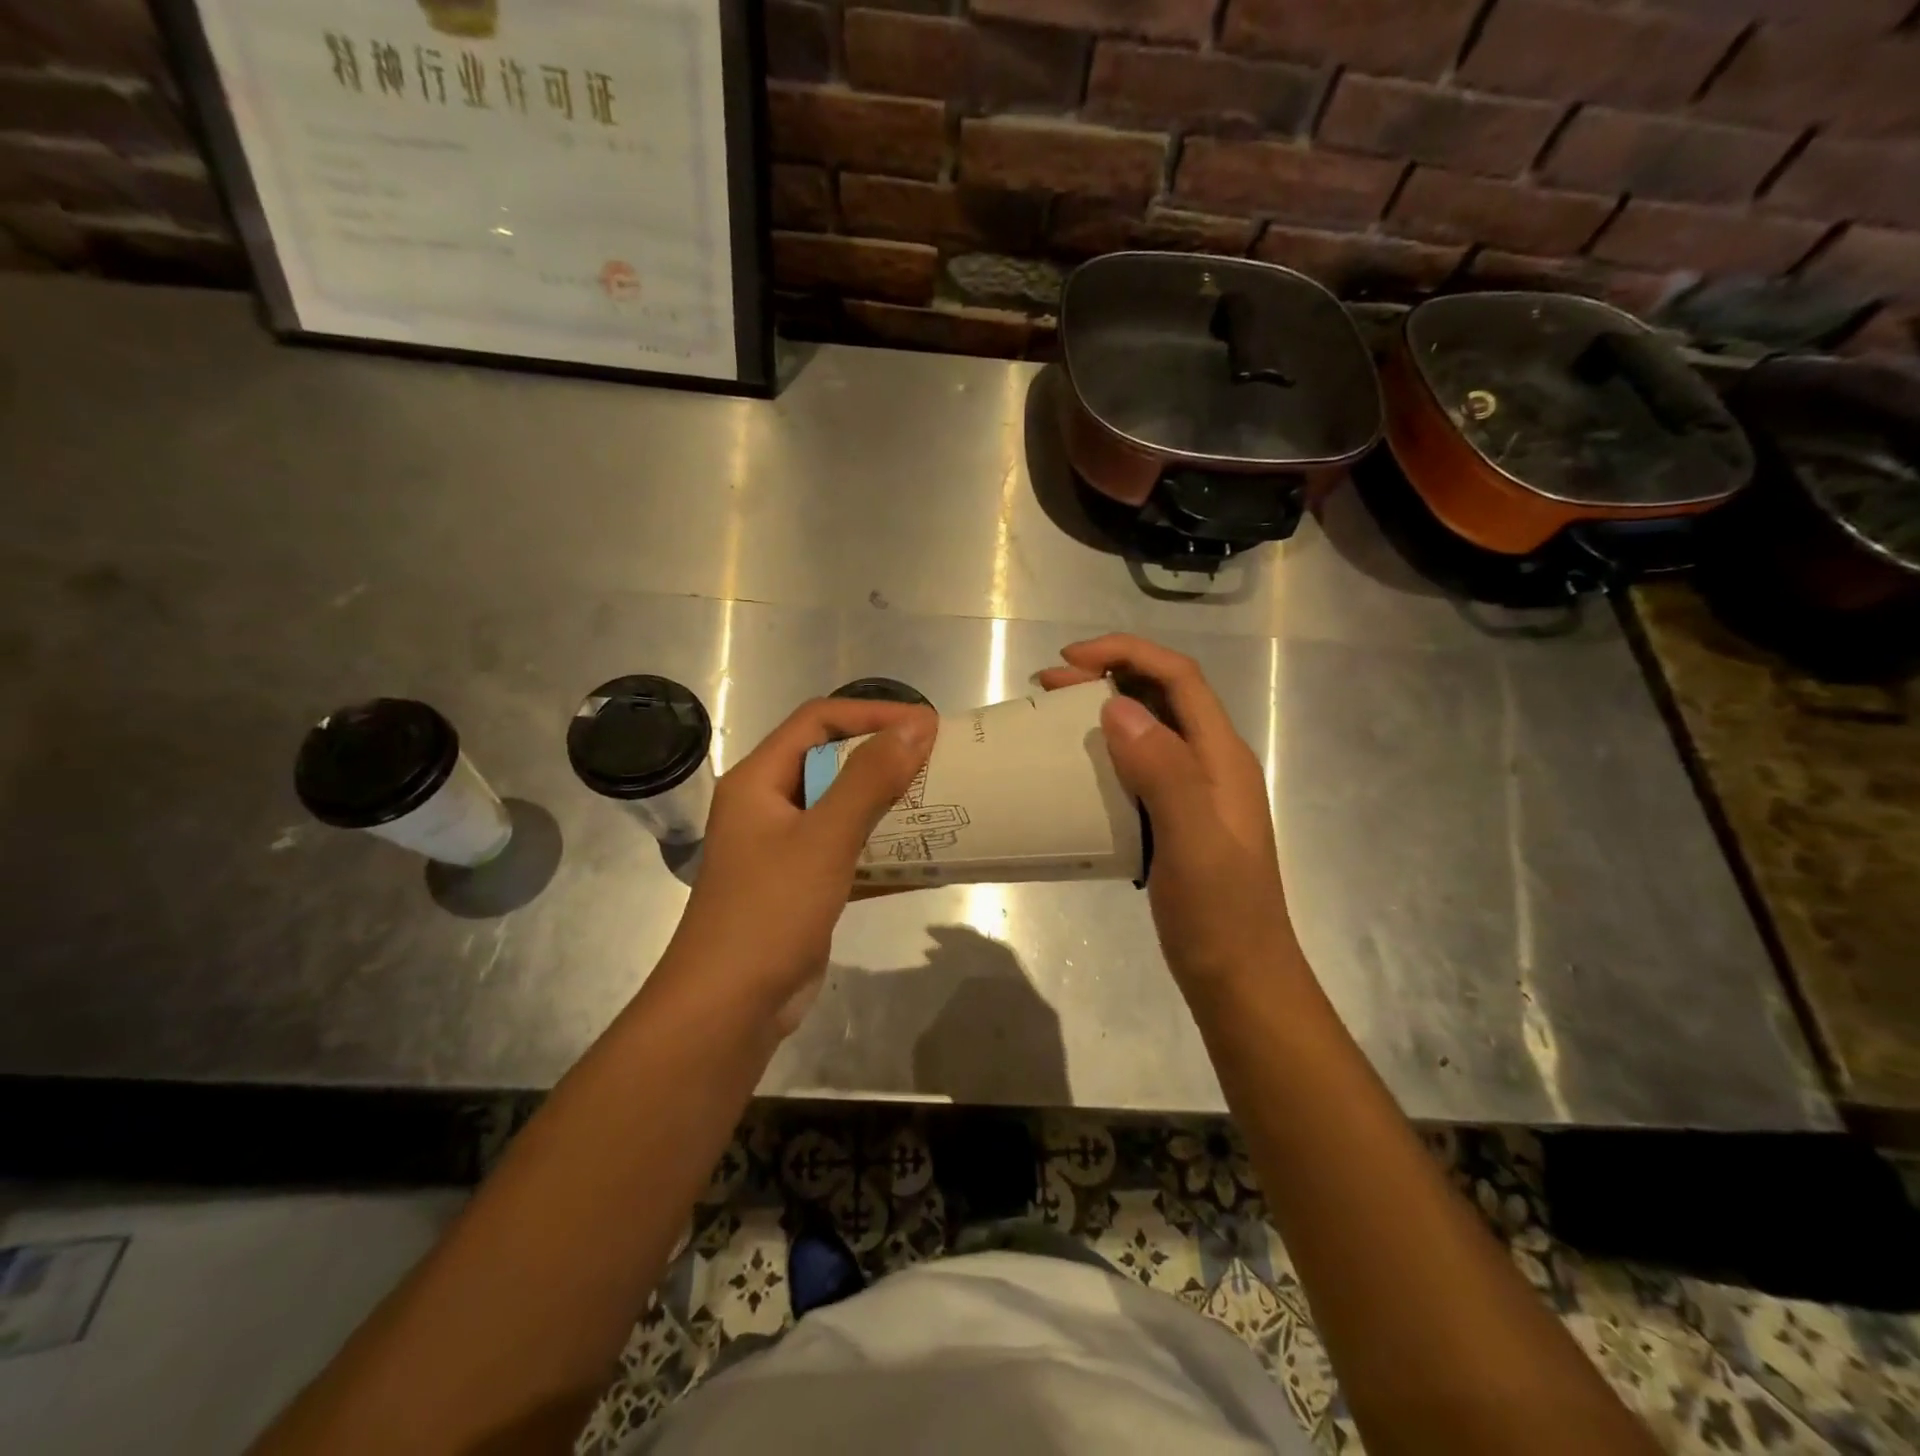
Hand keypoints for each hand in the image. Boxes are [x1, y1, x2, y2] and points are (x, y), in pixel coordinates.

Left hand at [662, 698, 935, 1029]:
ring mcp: (786, 848)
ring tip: (940, 803)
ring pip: (844, 808)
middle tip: (939, 761)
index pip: (818, 721)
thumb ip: (869, 780)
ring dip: (889, 805)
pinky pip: (849, 852)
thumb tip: (916, 727)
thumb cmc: (769, 912)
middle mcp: (769, 805)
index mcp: (759, 780)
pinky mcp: (803, 885)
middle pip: (832, 762)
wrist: (729, 1009)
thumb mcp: (824, 839)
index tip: (926, 725)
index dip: (872, 714)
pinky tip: (925, 857)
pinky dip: (883, 850)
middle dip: (885, 758)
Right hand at [1037, 635, 1298, 992]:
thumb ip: (1162, 771)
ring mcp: (1194, 792)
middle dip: (1107, 675)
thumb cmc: (1219, 913)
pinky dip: (1105, 752)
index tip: (1069, 661)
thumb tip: (1116, 706)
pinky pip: (1138, 767)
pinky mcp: (1174, 818)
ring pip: (1148, 729)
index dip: (1127, 654)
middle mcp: (1211, 763)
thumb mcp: (1193, 842)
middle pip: (1162, 696)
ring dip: (1103, 711)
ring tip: (1053, 716)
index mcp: (1222, 757)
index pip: (1179, 678)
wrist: (1240, 979)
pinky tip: (1076, 769)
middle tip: (1046, 686)